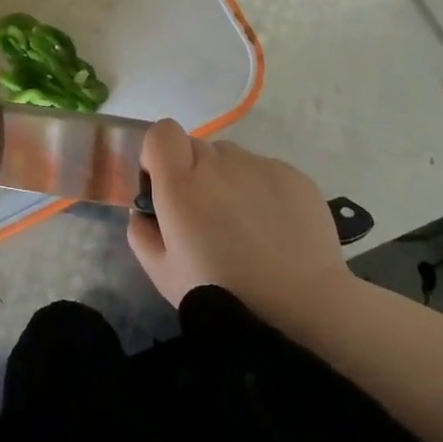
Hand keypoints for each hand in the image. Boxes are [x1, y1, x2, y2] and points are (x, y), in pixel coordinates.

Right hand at [127, 119, 349, 320]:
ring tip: (245, 225)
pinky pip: (265, 171)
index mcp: (181, 184)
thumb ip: (141, 233)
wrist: (301, 309)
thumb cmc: (222, 295)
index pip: (162, 132)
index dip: (159, 153)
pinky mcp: (293, 175)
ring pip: (232, 159)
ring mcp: (259, 166)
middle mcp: (219, 164)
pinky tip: (274, 228)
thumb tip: (143, 211)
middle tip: (206, 216)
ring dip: (229, 180)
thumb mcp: (163, 274)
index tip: (164, 184)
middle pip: (197, 147)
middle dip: (194, 173)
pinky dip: (262, 190)